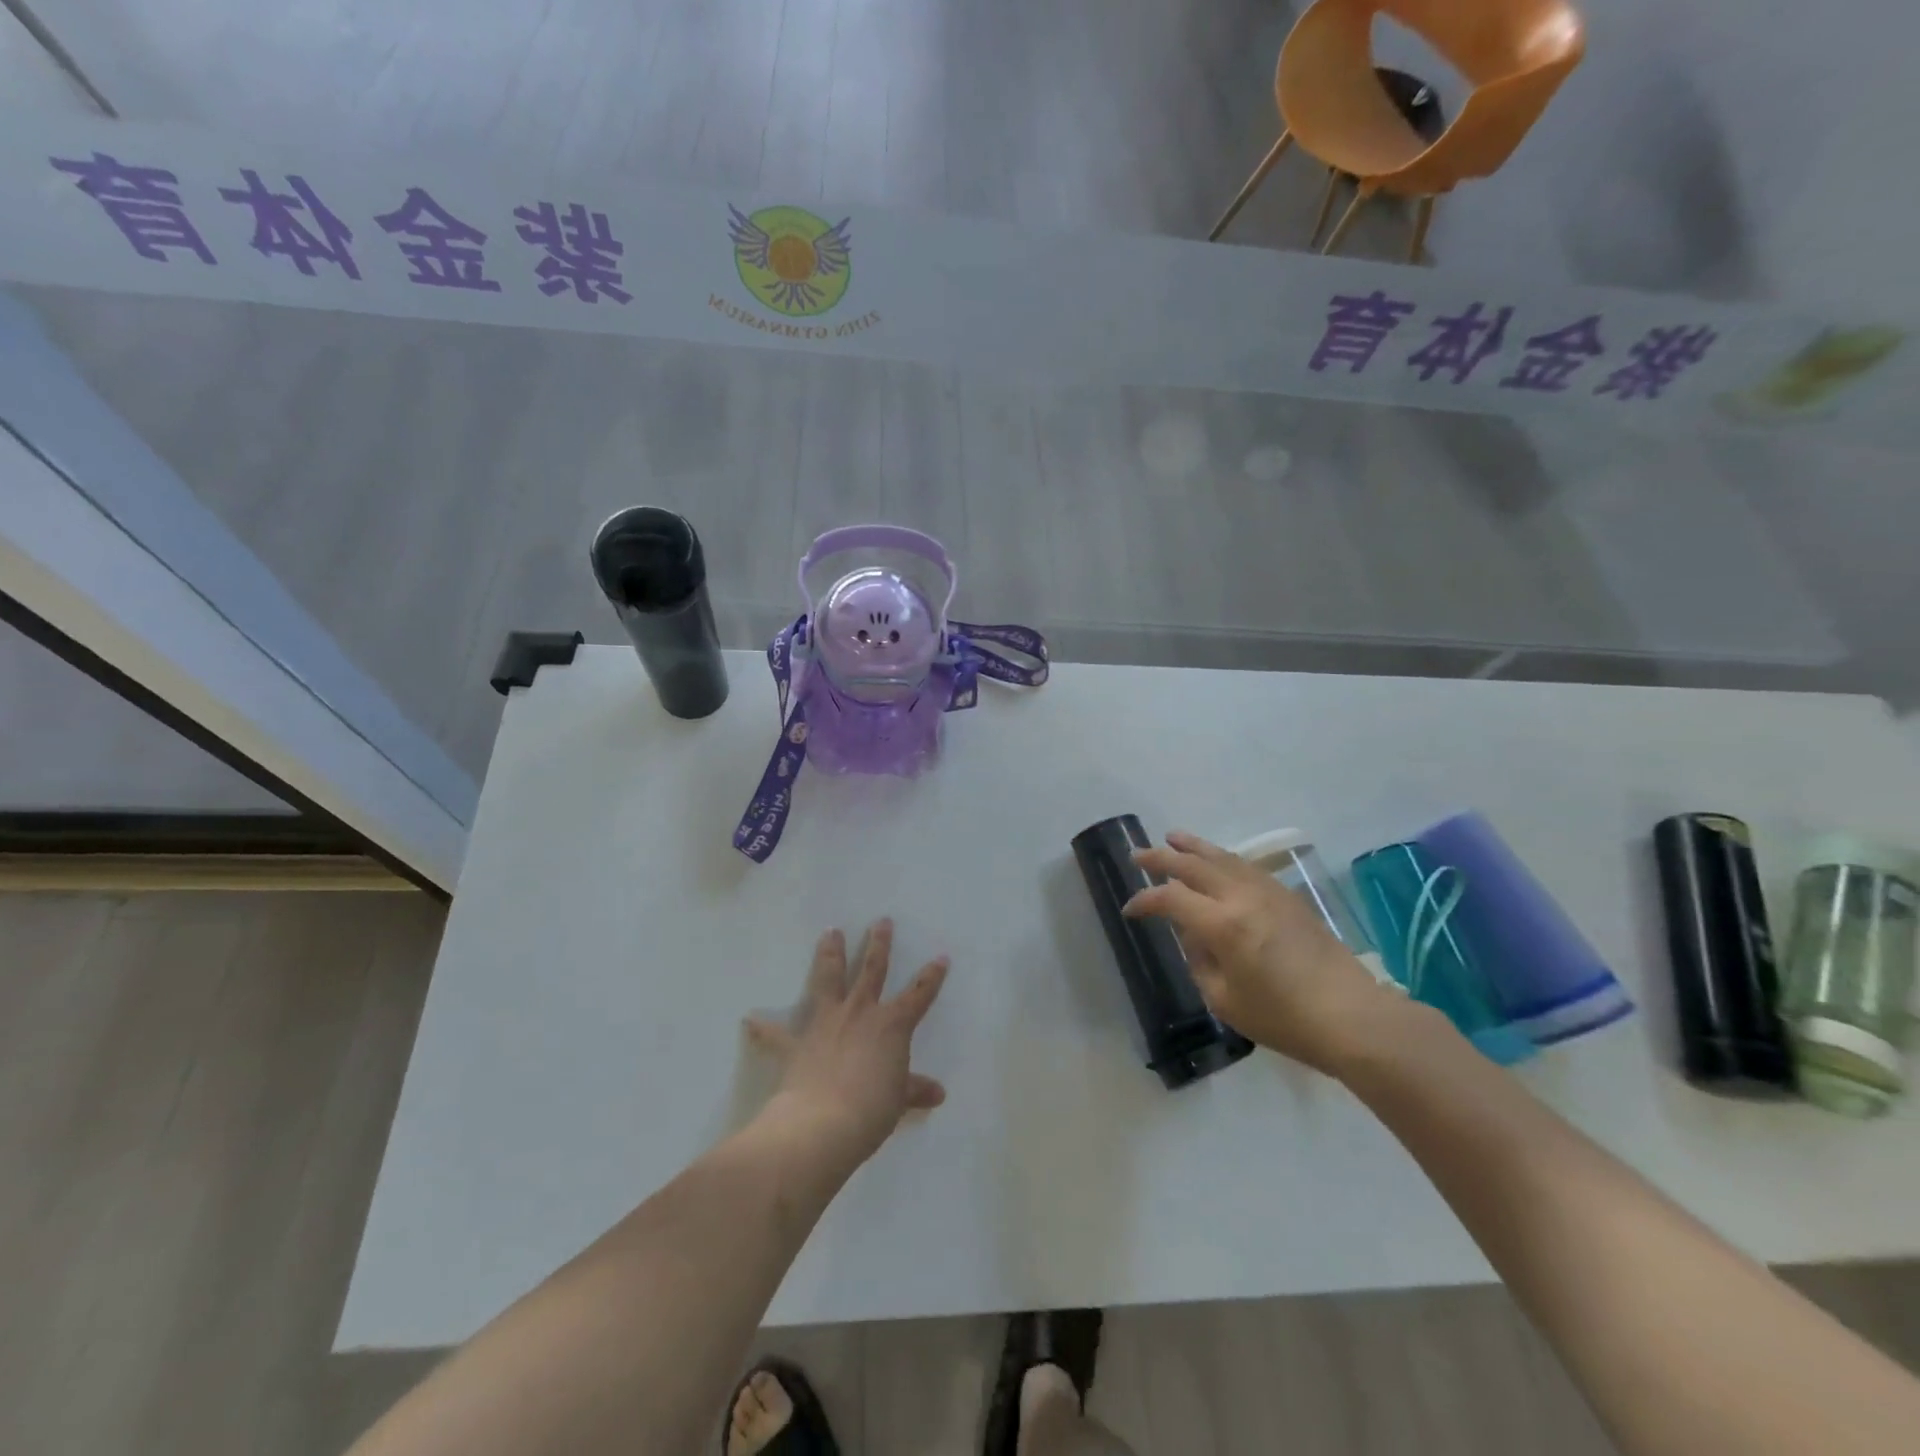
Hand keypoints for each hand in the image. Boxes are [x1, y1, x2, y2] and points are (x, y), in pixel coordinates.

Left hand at [745, 920, 948, 1165]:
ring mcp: (826, 1023)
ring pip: (829, 979)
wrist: (821, 1124)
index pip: (919, 994)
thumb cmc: (871, 1110)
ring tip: (830, 931)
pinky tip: (749, 1020)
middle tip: (881, 921)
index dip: (932, 976)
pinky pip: (776, 1034)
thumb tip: (938, 1093)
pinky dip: (763, 1028)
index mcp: (891, 1024)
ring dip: (830, 954)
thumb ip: (915, 1090)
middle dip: (878, 944)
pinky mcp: (796, 1043)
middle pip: (872, 970)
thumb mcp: (899, 1101)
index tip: (941, 957)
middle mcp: (859, 1012)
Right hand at [1124, 831, 1399, 1074]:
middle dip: (1161, 858)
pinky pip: (1247, 866)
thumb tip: (1192, 933)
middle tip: (1138, 855)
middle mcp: (1241, 897)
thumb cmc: (1283, 1018)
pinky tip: (1217, 860)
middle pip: (1193, 865)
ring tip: (1172, 837)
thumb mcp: (1224, 999)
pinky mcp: (1288, 896)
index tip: (1130, 910)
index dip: (1145, 901)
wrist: (1351, 1016)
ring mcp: (1268, 892)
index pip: (1170, 898)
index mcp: (1222, 924)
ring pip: (1222, 857)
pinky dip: (1223, 858)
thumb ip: (1199, 960)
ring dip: (1193, 846)